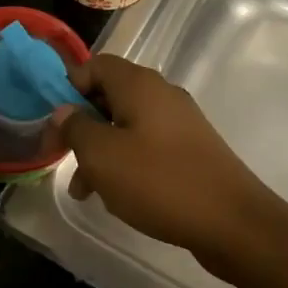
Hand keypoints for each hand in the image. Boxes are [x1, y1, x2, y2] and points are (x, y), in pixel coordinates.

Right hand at [49, 55, 287, 272]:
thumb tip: (64, 111)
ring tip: (85, 190)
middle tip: (63, 158)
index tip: (55, 123)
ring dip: (101, 151)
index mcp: (139, 84)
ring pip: (127, 125)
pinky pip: (147, 145)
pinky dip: (127, 163)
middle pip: (110, 95)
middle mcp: (161, 94)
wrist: (232, 222)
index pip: (95, 65)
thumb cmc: (159, 181)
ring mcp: (180, 122)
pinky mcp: (191, 149)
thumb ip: (76, 127)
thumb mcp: (102, 155)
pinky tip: (118, 196)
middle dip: (82, 125)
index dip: (70, 88)